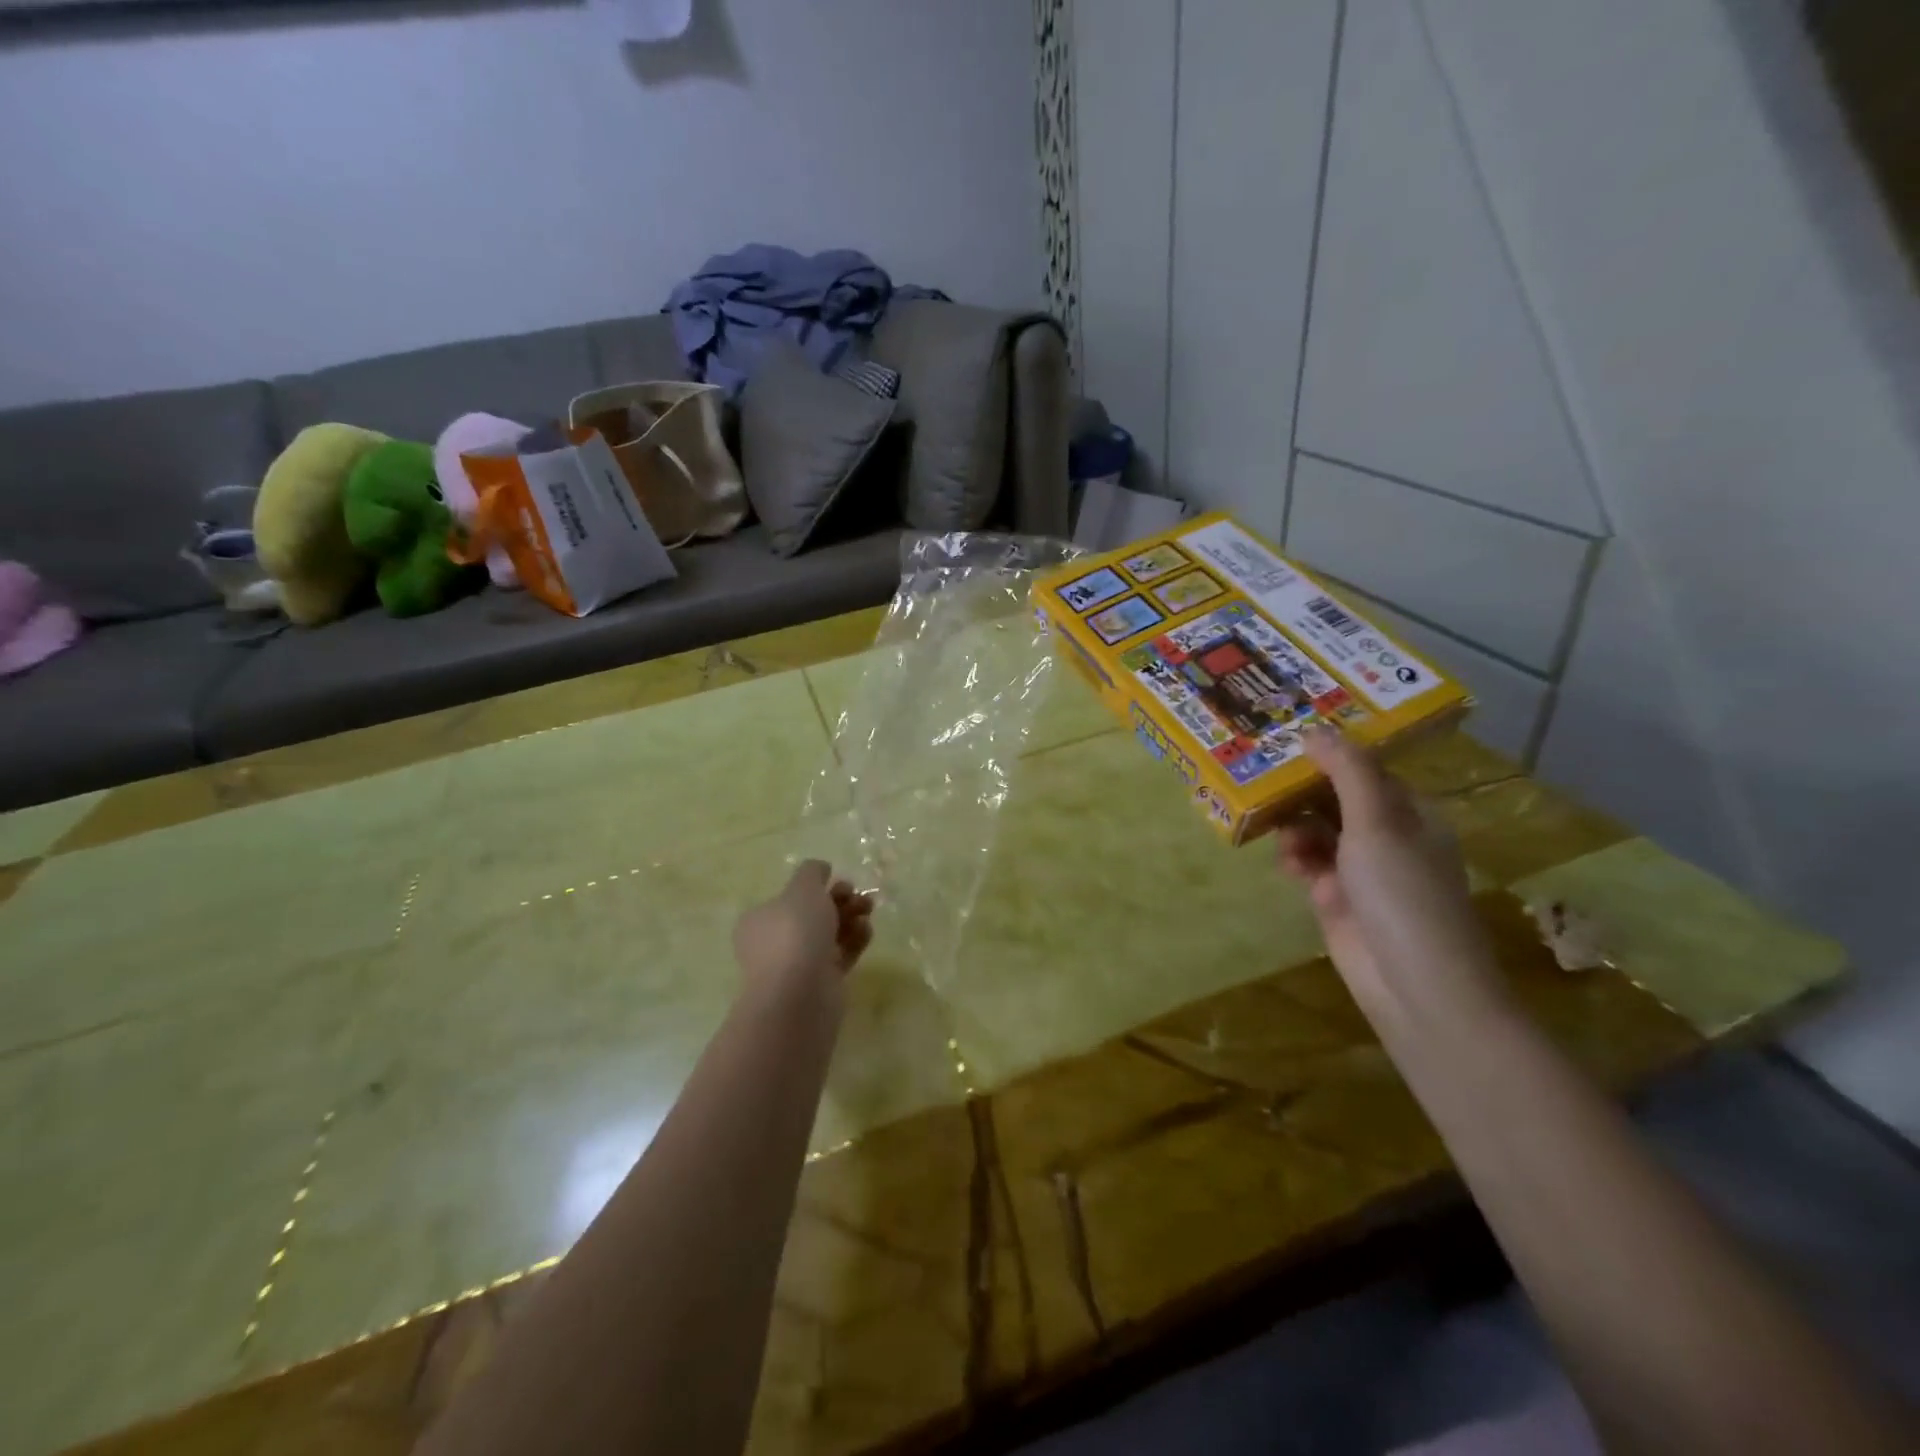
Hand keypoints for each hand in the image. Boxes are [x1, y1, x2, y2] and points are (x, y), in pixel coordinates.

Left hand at [733, 861, 874, 1001]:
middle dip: (838, 901)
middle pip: (812, 915)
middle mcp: (775, 943)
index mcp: (760, 920)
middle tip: (857, 895)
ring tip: (868, 909)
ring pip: (829, 934)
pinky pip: (841, 954)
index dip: (815, 887)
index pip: (788, 898)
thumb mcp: (802, 889)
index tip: (837, 880)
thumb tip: (820, 868)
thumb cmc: (794, 933)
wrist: (800, 994)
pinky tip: (867, 930)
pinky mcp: (822, 982)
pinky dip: (855, 940)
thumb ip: (811, 873)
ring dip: (850, 917)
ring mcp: (799, 965)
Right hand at [1277, 727, 1503, 1027]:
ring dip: (1295, 826)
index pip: (1366, 771)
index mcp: (1410, 813)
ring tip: (1275, 829)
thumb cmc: (1403, 892)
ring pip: (1318, 831)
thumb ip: (1347, 772)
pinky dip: (1296, 858)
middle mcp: (1387, 837)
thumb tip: (1315, 729)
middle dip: (1302, 790)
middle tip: (1260, 774)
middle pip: (1337, 799)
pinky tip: (1286, 863)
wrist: (1415, 985)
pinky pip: (1309, 864)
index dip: (1330, 755)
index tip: (1288, 739)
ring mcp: (1362, 870)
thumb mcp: (1377, 823)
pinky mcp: (1337, 899)